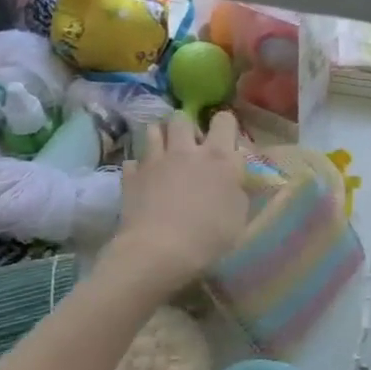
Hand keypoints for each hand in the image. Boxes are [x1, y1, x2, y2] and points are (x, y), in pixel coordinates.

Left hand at [112, 111, 248, 286]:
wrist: (158, 252)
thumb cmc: (208, 236)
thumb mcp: (240, 216)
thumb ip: (239, 190)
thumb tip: (235, 179)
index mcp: (219, 157)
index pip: (224, 120)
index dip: (225, 125)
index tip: (225, 140)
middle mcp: (186, 150)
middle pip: (182, 118)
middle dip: (187, 126)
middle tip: (190, 146)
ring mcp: (154, 160)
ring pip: (154, 130)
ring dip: (161, 137)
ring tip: (165, 153)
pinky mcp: (131, 176)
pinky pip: (133, 160)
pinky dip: (139, 167)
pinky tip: (144, 179)